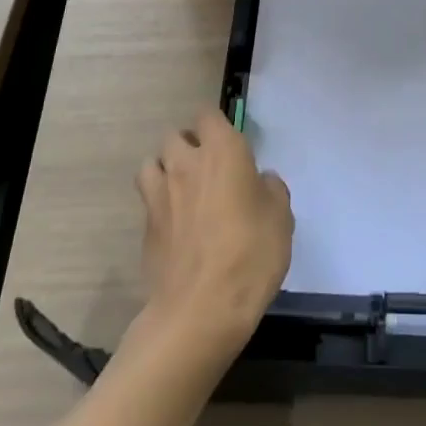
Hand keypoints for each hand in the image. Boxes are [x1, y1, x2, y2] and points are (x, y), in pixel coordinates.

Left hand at [135, 110, 292, 355]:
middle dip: (188, 145)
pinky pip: (148, 200)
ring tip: (182, 190)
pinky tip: (175, 225)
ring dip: (165, 169)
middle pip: (175, 136)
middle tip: (207, 168)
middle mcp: (186, 163)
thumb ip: (270, 189)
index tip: (230, 144)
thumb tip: (260, 182)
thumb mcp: (281, 218)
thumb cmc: (251, 254)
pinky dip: (159, 204)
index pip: (209, 115)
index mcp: (223, 151)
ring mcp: (159, 194)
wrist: (200, 310)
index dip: (217, 126)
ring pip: (152, 163)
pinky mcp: (145, 226)